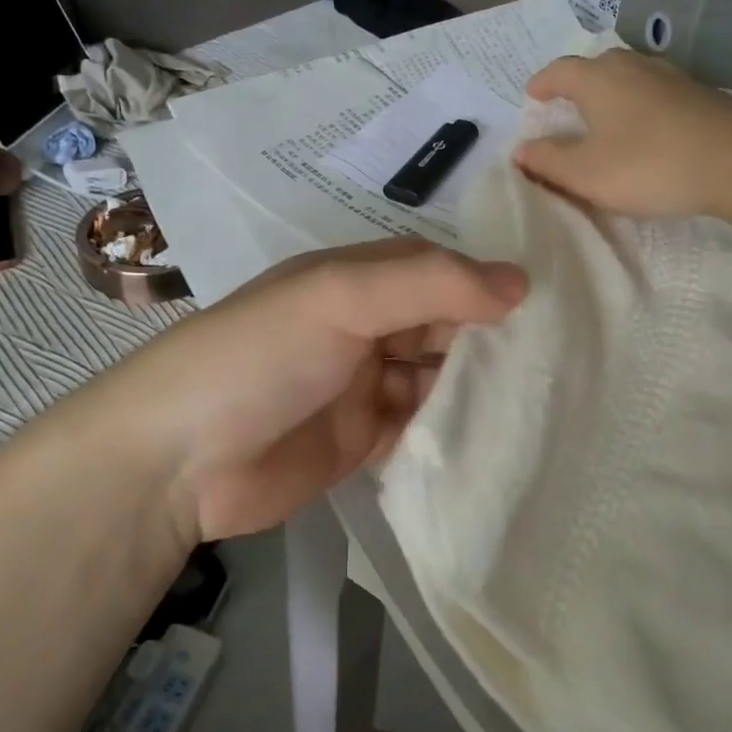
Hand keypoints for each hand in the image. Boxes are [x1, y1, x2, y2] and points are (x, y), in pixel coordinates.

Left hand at [98, 240, 525, 543]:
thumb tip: (519, 281)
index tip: (544, 305)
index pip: (431, 270)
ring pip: (434, 378)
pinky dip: (449, 430)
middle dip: (485, 339)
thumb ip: (429, 285)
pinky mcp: (360, 441)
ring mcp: (360, 386)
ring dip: (473, 387)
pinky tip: (495, 438)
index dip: (480, 283)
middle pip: (437, 325)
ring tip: (540, 399)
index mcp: (352, 281)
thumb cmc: (260, 356)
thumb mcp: (341, 298)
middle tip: (554, 359)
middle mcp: (360, 327)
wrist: (178, 461)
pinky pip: (418, 428)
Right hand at [514, 49, 731, 220]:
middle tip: (566, 109)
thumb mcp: (586, 173)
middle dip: (577, 85)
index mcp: (598, 79)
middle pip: (596, 67)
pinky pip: (655, 93)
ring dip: (610, 95)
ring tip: (604, 120)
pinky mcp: (700, 94)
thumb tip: (522, 150)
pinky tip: (645, 130)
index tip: (532, 97)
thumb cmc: (649, 164)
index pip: (559, 71)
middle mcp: (632, 66)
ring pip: (629, 78)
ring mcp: (671, 77)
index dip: (542, 84)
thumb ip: (548, 161)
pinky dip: (639, 106)